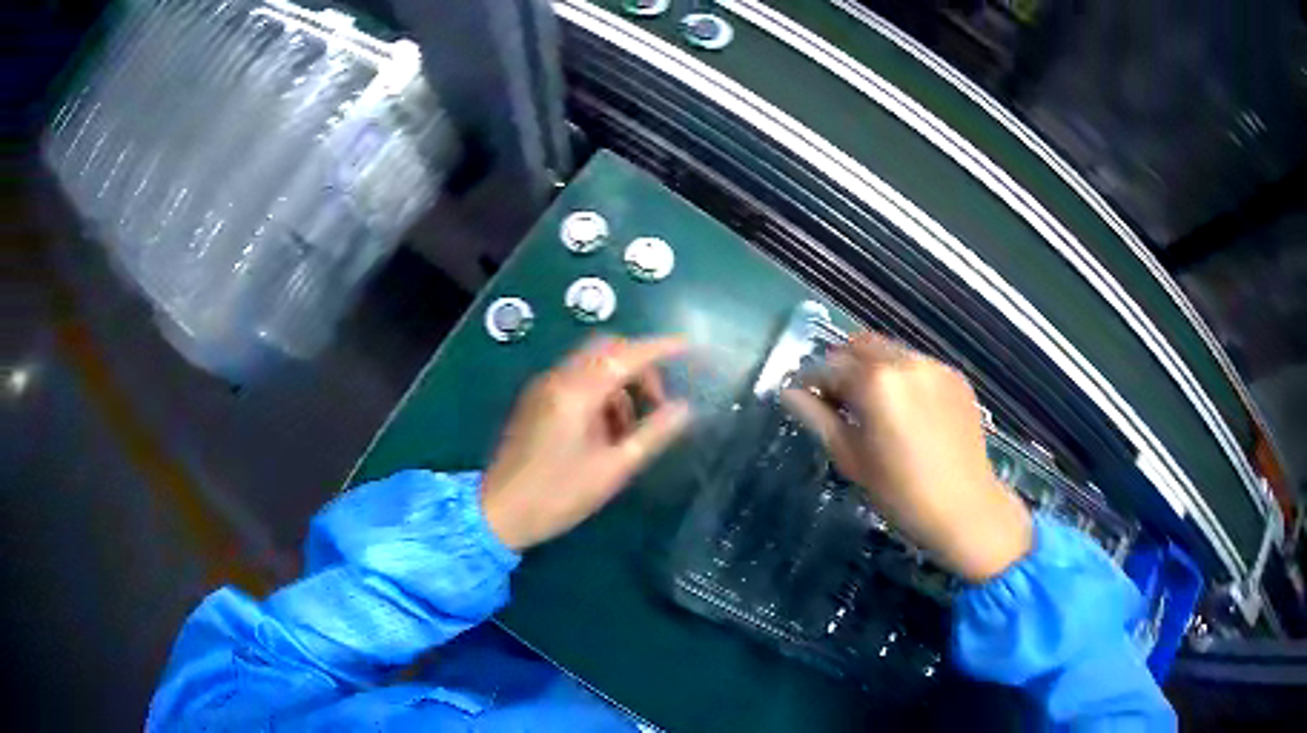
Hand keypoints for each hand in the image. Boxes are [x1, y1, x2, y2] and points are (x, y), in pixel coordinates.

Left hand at [481, 336, 692, 550]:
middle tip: (659, 401)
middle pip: (606, 349)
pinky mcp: (536, 400)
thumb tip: (685, 409)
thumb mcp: (612, 469)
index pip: (626, 354)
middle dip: (638, 365)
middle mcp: (557, 379)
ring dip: (619, 383)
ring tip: (632, 428)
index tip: (688, 346)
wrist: (498, 512)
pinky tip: (607, 430)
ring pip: (591, 364)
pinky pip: (576, 380)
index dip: (660, 347)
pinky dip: (600, 392)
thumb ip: (652, 435)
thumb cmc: (558, 496)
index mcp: (576, 393)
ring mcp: (543, 387)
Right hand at [782, 333, 1031, 582]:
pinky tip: (906, 411)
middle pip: (860, 345)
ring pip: (890, 352)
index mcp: (876, 382)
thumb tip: (790, 394)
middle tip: (838, 400)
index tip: (806, 399)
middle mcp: (906, 361)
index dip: (811, 381)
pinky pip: (917, 365)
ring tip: (873, 406)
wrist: (966, 508)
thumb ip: (818, 419)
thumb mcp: (852, 459)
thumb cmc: (901, 493)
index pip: (829, 365)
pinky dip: (902, 377)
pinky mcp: (955, 376)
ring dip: (872, 368)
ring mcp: (935, 366)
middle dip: (843, 366)